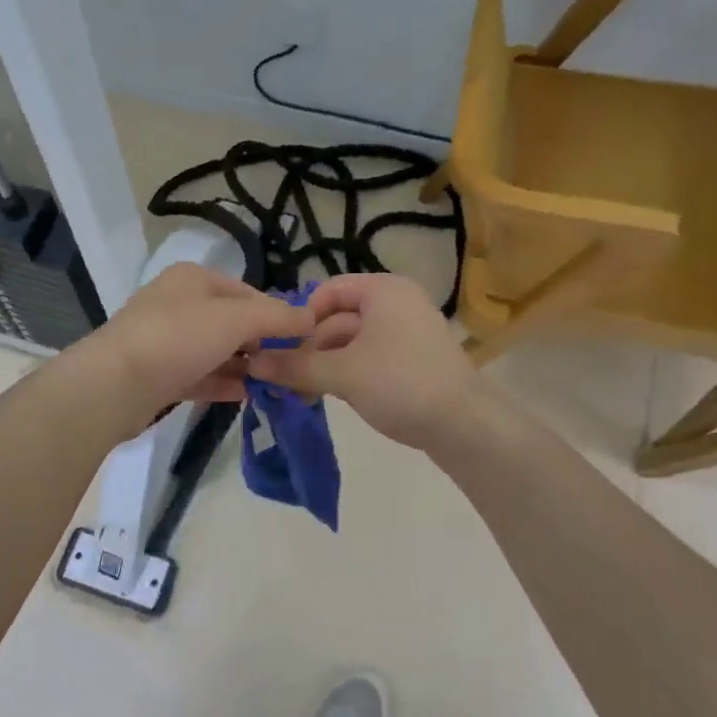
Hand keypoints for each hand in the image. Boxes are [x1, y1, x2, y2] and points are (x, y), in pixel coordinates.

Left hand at [64, 263, 313, 436]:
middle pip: (231, 322)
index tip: (301, 341)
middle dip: (261, 343)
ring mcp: (165, 340)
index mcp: (193, 279)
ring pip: (215, 350)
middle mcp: (178, 303)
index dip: (276, 314)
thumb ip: (276, 317)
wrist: (113, 385)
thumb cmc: (177, 339)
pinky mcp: (158, 374)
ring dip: (244, 366)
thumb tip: (310, 317)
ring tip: (275, 385)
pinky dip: (223, 383)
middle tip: (290, 368)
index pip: (247, 292)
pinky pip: (199, 375)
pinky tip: (246, 396)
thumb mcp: (235, 319)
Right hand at [247, 273, 478, 449]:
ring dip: (323, 363)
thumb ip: (294, 366)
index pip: (328, 291)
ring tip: (298, 391)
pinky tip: (324, 395)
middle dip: (309, 346)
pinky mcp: (412, 361)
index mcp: (384, 291)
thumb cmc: (400, 383)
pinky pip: (369, 358)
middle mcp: (396, 303)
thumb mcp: (341, 373)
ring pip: (351, 342)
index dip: (300, 316)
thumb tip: (252, 364)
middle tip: (281, 375)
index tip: (280, 346)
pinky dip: (345, 372)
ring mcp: (407, 333)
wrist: (464, 426)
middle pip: (338, 318)